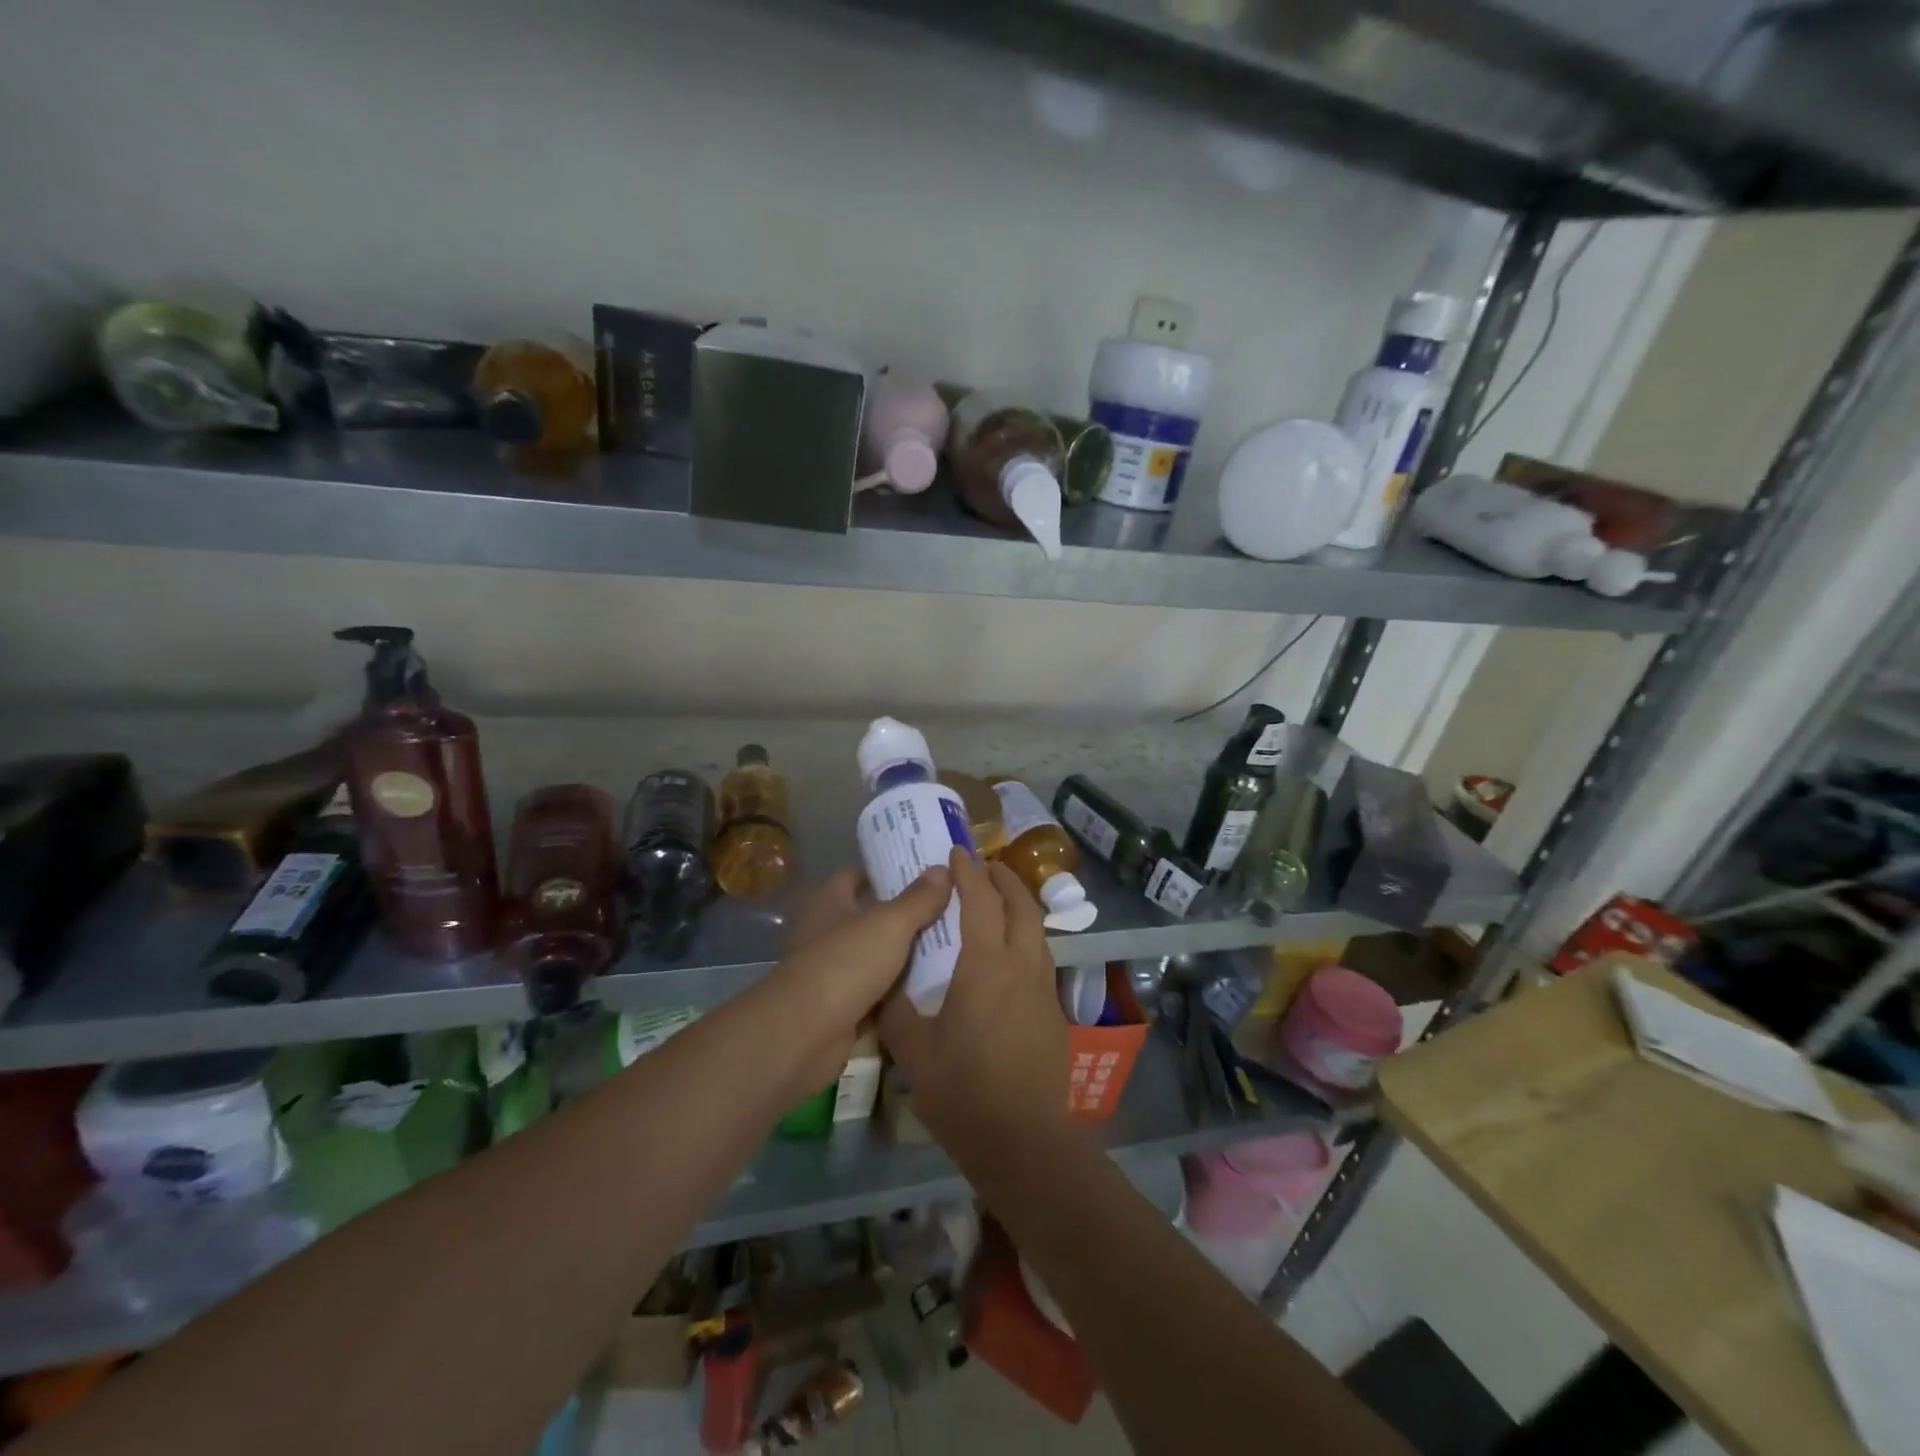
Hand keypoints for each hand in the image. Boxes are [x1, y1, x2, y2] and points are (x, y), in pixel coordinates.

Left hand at [770, 866, 952, 1093]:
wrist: (805, 1035)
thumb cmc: (845, 964)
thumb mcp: (889, 925)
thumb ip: (918, 899)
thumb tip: (942, 868)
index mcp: (829, 902)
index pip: (856, 876)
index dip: (886, 872)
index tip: (922, 872)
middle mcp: (827, 933)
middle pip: (870, 917)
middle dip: (904, 916)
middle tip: (948, 909)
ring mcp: (833, 972)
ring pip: (877, 957)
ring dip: (905, 956)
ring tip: (951, 946)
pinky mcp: (842, 1008)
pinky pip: (878, 994)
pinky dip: (899, 993)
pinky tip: (933, 988)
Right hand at [878, 848, 1069, 1155]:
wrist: (1024, 1143)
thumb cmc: (964, 1092)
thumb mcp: (914, 1051)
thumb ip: (897, 1010)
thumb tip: (885, 984)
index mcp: (987, 965)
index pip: (980, 900)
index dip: (968, 872)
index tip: (957, 851)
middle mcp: (1022, 966)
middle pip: (1021, 905)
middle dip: (1003, 878)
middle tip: (984, 866)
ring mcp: (1044, 990)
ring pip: (1037, 931)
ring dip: (1019, 907)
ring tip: (998, 903)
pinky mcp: (1055, 1014)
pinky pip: (1041, 959)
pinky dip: (1026, 939)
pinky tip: (1009, 958)